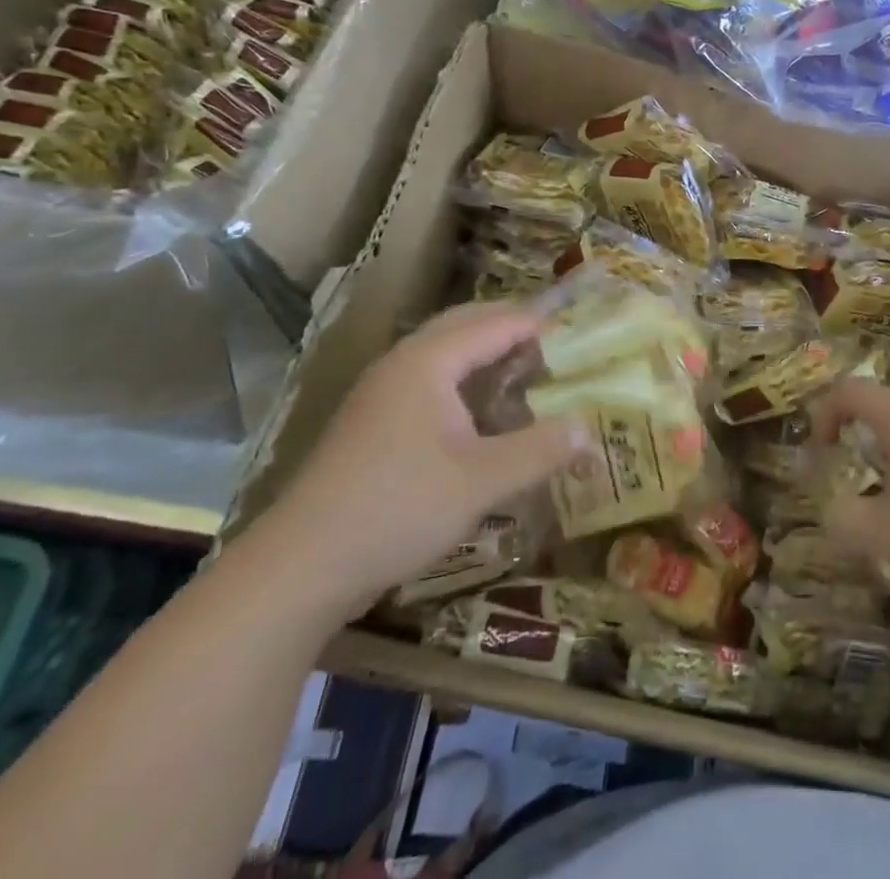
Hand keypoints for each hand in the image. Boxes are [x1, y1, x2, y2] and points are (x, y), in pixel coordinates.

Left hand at [257, 302, 587, 620]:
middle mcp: (404, 362)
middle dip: (514, 329)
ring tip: (530, 374)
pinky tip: (484, 414)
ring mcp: (383, 391)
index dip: (541, 326)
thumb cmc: (397, 509)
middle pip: (468, 325)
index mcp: (429, 360)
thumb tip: (590, 429)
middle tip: (561, 348)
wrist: (299, 567)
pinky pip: (431, 380)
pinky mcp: (374, 421)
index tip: (583, 338)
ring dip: (488, 355)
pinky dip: (466, 381)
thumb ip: (540, 450)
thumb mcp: (481, 482)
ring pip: (446, 353)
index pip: (497, 323)